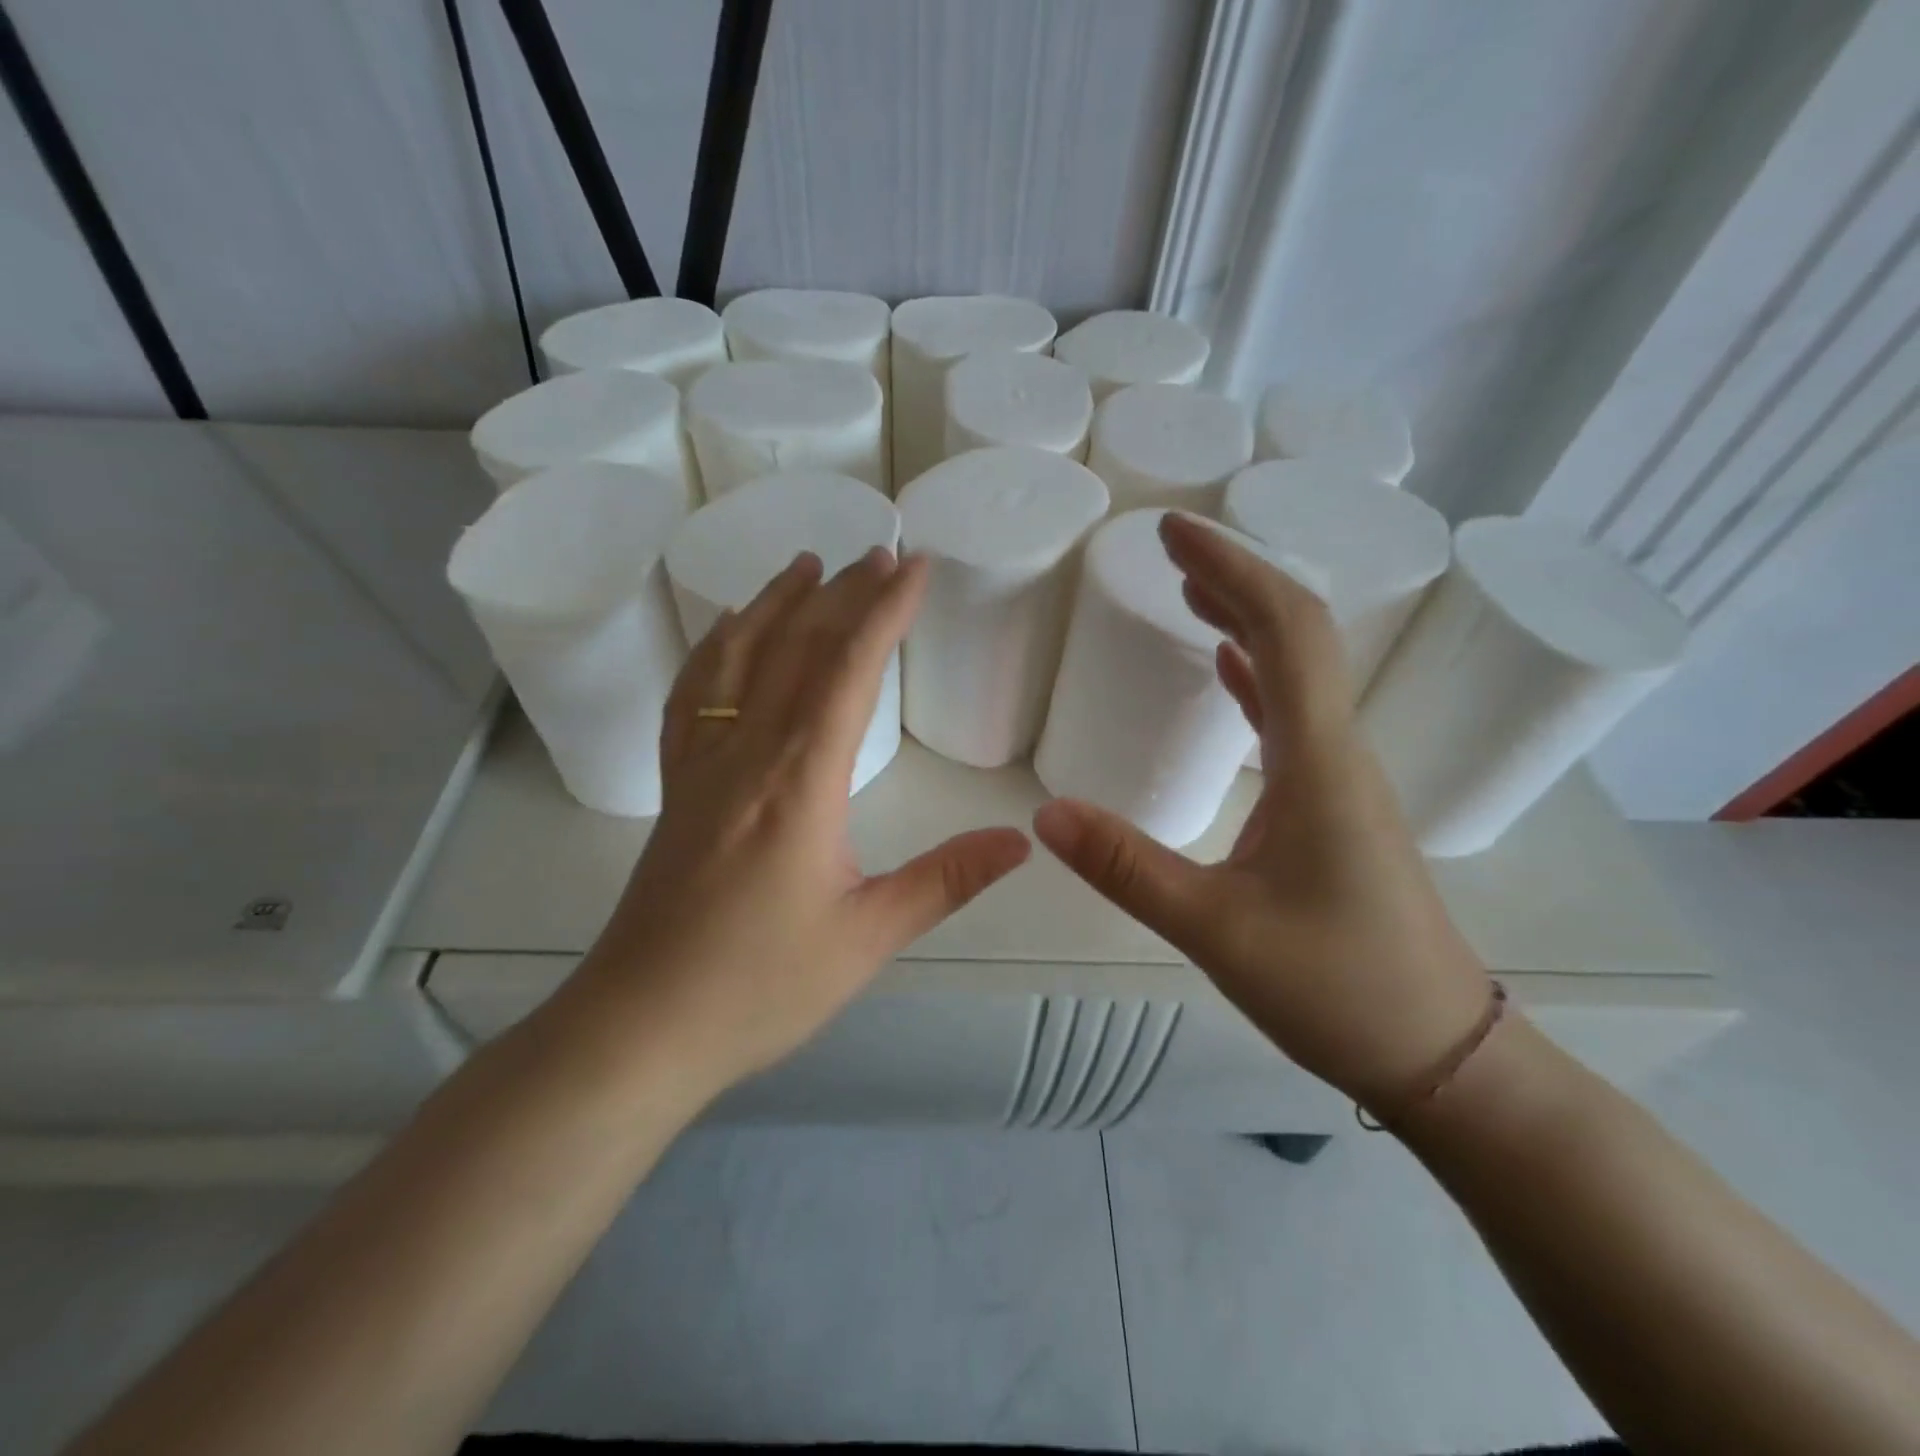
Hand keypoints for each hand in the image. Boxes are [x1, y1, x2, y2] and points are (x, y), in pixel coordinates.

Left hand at [565, 548, 1030, 1102]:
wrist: (641, 1027)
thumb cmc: (758, 986)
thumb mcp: (867, 936)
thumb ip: (945, 879)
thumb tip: (1020, 840)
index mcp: (798, 780)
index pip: (847, 669)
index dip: (884, 610)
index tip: (915, 565)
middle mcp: (745, 753)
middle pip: (795, 648)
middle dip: (842, 594)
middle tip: (878, 553)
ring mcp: (701, 766)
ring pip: (736, 660)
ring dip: (773, 604)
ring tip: (804, 565)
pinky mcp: (677, 789)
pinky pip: (693, 697)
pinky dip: (714, 650)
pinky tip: (726, 635)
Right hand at [1032, 512, 1491, 1112]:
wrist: (1443, 1056)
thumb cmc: (1340, 990)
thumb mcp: (1217, 931)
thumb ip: (1128, 869)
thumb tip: (1044, 815)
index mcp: (1319, 761)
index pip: (1285, 630)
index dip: (1231, 569)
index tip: (1174, 532)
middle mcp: (1338, 753)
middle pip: (1298, 634)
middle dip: (1235, 578)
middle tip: (1171, 546)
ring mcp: (1340, 780)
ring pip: (1297, 672)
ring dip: (1245, 620)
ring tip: (1189, 591)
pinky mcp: (1332, 809)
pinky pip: (1292, 717)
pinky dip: (1256, 676)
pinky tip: (1227, 669)